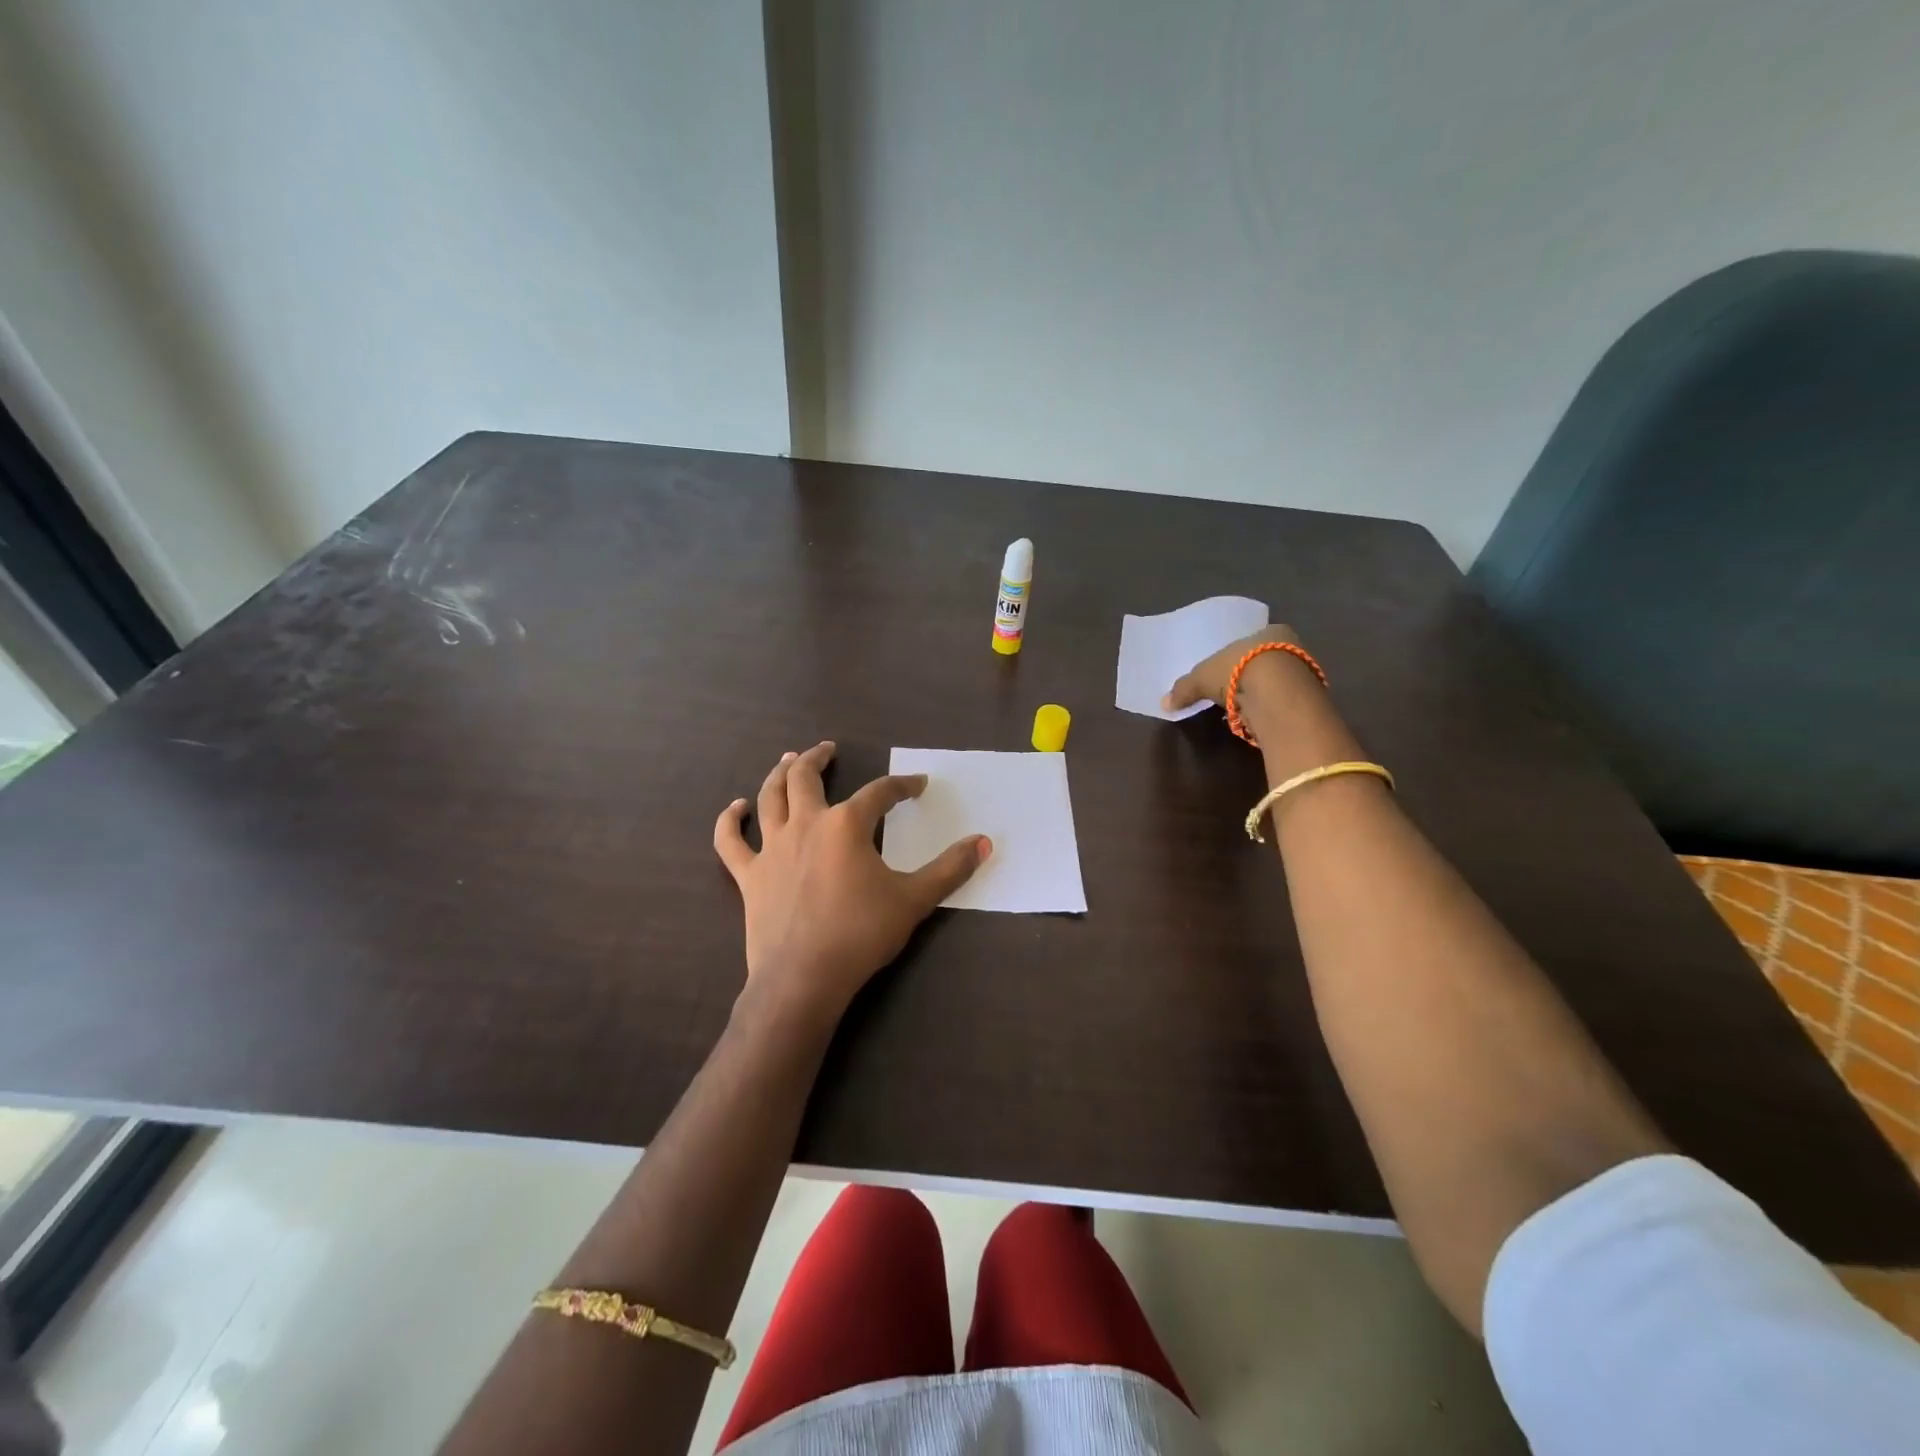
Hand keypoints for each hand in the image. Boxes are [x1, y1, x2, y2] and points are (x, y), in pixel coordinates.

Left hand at [714, 741, 990, 1022]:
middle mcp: (806, 825)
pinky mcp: (749, 875)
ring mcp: (772, 848)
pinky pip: (731, 842)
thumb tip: (985, 843)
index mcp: (847, 825)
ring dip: (779, 774)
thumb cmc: (861, 934)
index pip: (880, 793)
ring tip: (788, 760)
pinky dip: (730, 821)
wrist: (804, 978)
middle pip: (807, 778)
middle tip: (828, 748)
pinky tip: (736, 808)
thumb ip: (951, 869)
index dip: (902, 785)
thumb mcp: (914, 900)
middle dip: (819, 758)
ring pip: (770, 797)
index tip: (918, 784)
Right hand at [1162, 623, 1309, 715]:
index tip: (1226, 673)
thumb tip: (1164, 703)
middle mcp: (1293, 647)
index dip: (1239, 657)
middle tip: (1231, 693)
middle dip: (1249, 677)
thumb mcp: (1202, 677)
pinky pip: (1283, 704)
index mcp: (1271, 631)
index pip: (1255, 642)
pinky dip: (1269, 711)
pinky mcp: (1309, 701)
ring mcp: (1306, 675)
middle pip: (1267, 662)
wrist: (1278, 695)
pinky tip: (1256, 720)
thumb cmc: (1238, 670)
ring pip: (1277, 684)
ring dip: (1260, 696)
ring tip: (1241, 711)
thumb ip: (1185, 689)